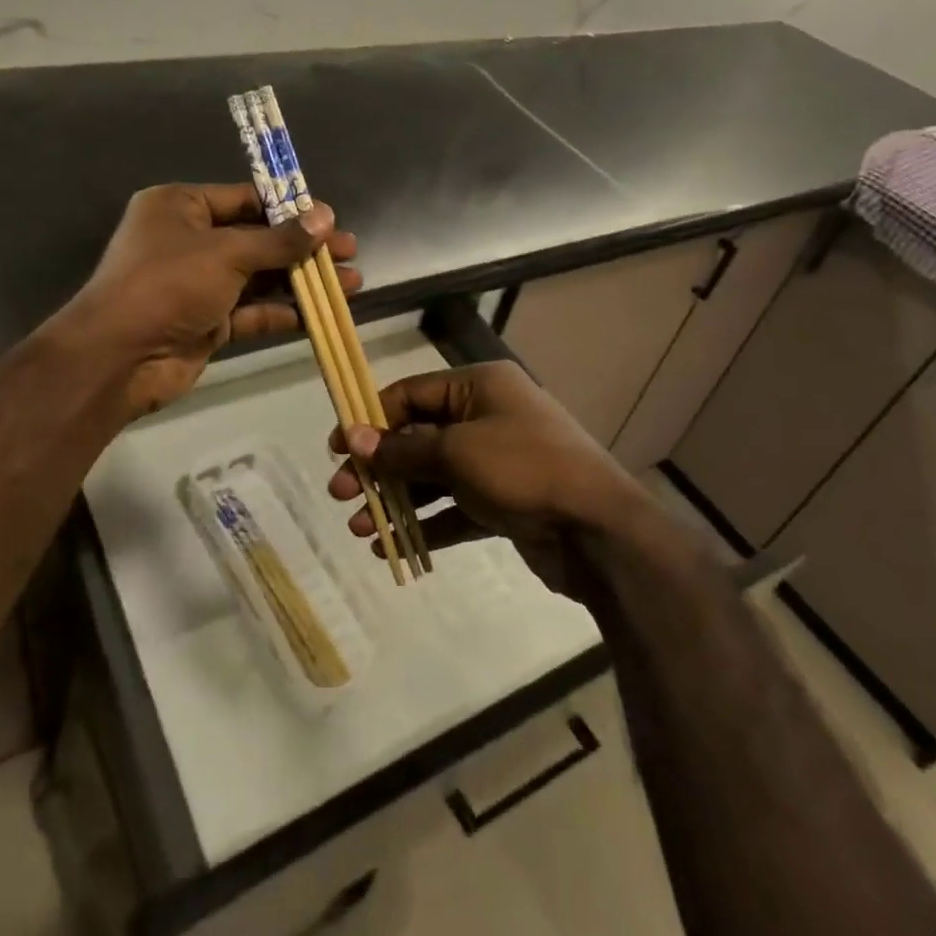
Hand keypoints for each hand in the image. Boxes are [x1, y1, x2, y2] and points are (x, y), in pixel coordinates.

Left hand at [60, 183, 358, 419]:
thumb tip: (325, 217)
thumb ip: (279, 239)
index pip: (244, 199)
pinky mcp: (207, 322)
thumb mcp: (227, 253)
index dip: (288, 208)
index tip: (329, 218)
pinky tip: (320, 314)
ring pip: (259, 277)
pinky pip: (251, 311)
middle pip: (257, 239)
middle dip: (303, 247)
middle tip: (349, 251)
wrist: (119, 358)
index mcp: (181, 207)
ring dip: (301, 280)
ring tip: (350, 283)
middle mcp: (189, 241)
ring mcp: (198, 284)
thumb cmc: (168, 284)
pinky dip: (283, 311)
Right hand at [327, 362, 657, 598]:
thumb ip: (402, 448)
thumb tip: (353, 437)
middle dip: (379, 467)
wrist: (598, 531)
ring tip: (359, 528)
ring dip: (396, 500)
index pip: (412, 394)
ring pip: (434, 477)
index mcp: (479, 387)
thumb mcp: (457, 452)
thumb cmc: (524, 469)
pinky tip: (391, 548)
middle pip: (418, 437)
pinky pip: (455, 508)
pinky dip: (426, 524)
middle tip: (341, 494)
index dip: (371, 419)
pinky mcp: (504, 502)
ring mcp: (498, 462)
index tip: (337, 448)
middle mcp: (487, 417)